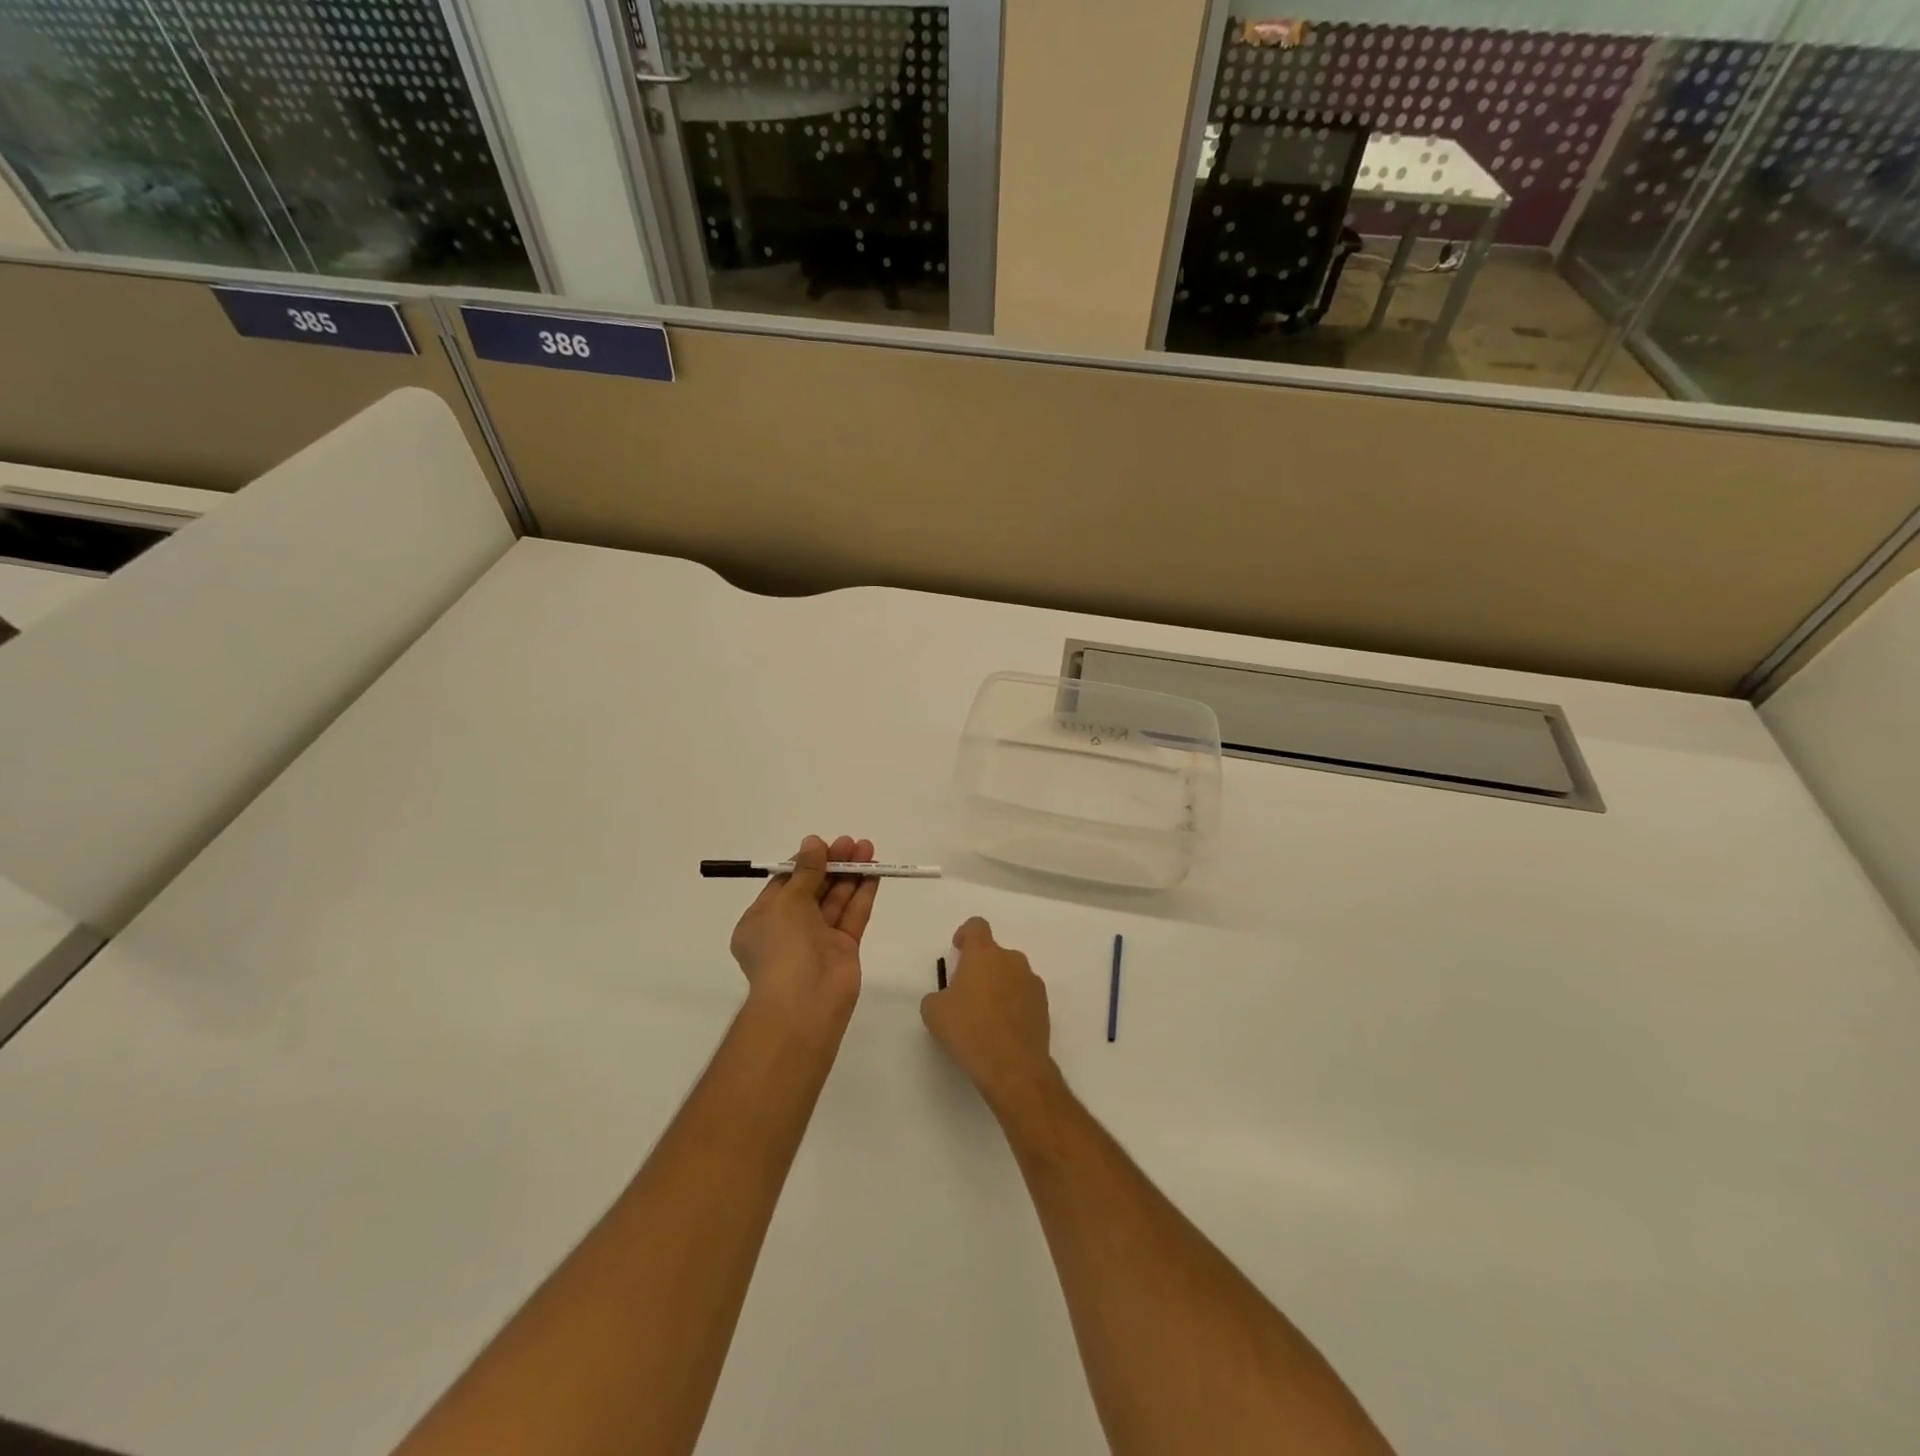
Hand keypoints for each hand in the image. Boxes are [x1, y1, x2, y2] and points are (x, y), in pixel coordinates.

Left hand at [729, 835, 877, 1034]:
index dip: (804, 863)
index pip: (784, 884)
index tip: (823, 845)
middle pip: (813, 889)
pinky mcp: (843, 949)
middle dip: (831, 864)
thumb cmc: (782, 947)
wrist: (803, 1003)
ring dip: (850, 874)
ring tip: (868, 848)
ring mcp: (817, 940)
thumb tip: (812, 843)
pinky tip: (874, 872)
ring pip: (835, 900)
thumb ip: (805, 871)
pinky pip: (853, 915)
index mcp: (762, 920)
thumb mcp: (787, 901)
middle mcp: (788, 929)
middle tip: (851, 843)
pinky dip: (862, 893)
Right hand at [921, 917, 1056, 1107]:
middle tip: (967, 994)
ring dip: (999, 986)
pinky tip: (1003, 1030)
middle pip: (995, 953)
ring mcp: (1032, 982)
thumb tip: (947, 998)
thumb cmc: (969, 1030)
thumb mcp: (934, 1012)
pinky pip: (1024, 996)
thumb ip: (938, 996)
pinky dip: (1013, 1005)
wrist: (1013, 1066)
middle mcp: (1012, 960)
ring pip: (1011, 975)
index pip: (976, 926)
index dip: (965, 935)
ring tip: (986, 1016)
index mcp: (984, 954)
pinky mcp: (1044, 1006)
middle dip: (981, 968)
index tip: (958, 951)